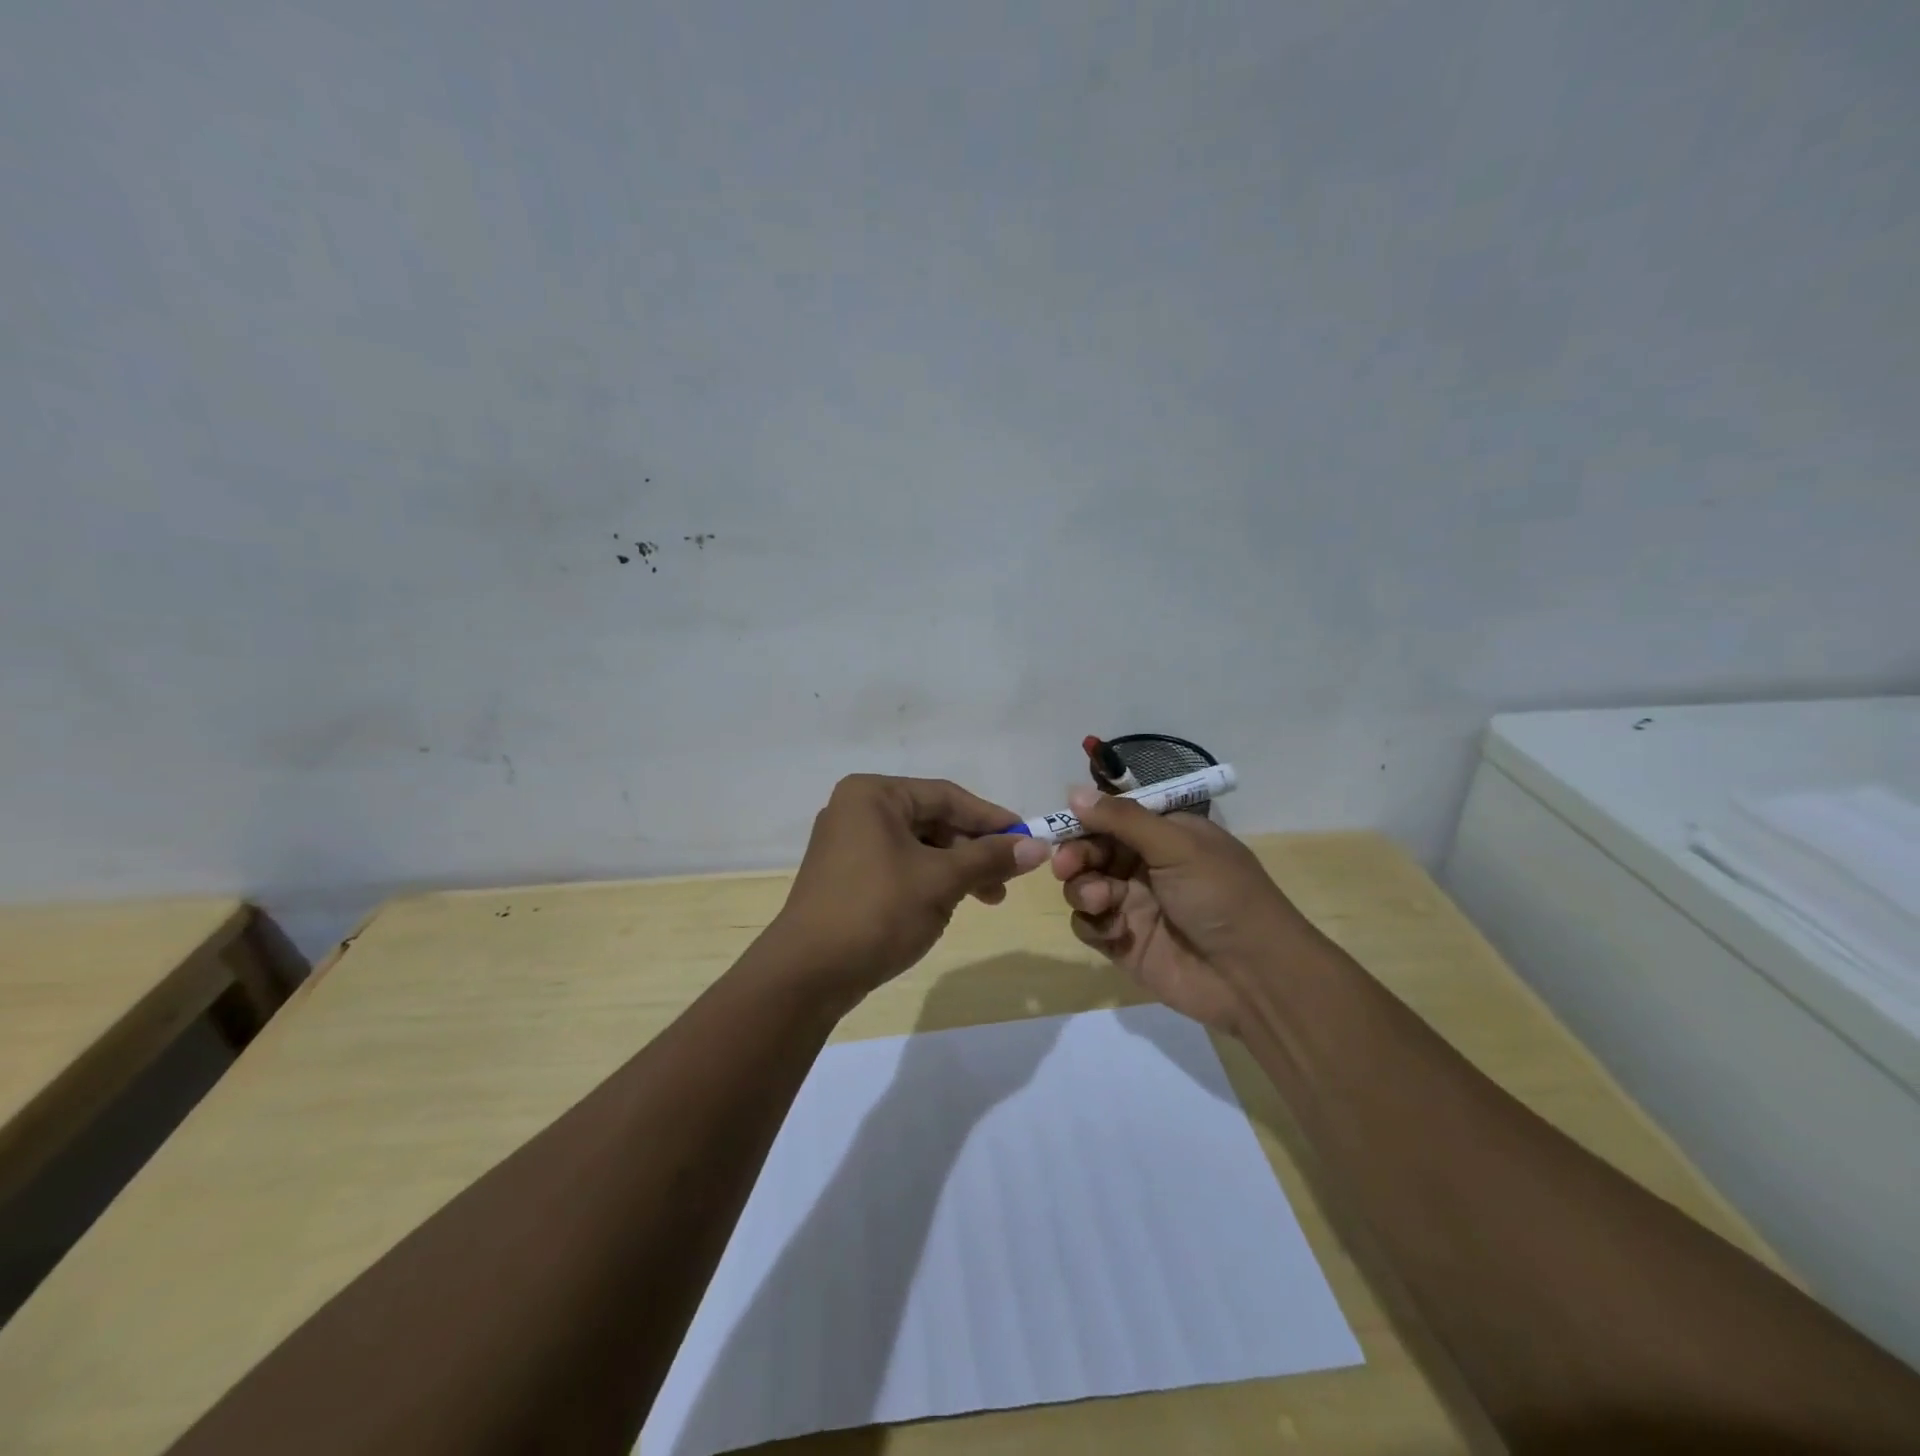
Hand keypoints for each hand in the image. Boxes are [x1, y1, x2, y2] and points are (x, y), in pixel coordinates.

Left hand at [772, 775, 1050, 1002]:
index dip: (991, 818)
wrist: (808, 974)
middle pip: (932, 820)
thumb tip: (1039, 846)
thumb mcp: (941, 881)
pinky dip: (929, 880)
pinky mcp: (846, 876)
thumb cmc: (877, 911)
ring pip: (918, 846)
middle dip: (974, 849)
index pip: (946, 796)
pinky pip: (899, 866)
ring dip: (956, 869)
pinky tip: (949, 905)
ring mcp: (847, 844)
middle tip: (1008, 878)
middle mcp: (857, 810)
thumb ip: (989, 859)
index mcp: (873, 795)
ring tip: (987, 899)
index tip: (1028, 839)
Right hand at [1051, 787, 1305, 1035]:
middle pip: (1092, 851)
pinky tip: (1113, 930)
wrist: (1253, 976)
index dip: (1085, 821)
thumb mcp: (1177, 846)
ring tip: (1101, 900)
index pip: (1113, 818)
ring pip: (1084, 886)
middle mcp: (1146, 867)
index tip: (1061, 826)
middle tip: (1066, 866)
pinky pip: (1089, 925)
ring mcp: (1133, 906)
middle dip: (1076, 856)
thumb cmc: (1221, 896)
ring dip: (1083, 889)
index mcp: (1165, 836)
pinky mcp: (1123, 943)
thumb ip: (1123, 819)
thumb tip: (1074, 791)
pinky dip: (1092, 923)